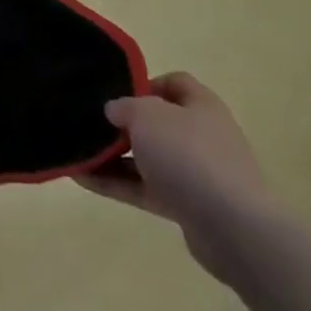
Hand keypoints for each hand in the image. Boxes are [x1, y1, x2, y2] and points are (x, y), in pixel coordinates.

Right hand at [78, 71, 283, 283]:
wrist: (232, 227)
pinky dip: (116, 184)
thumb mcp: (146, 115)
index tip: (116, 93)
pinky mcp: (188, 206)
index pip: (174, 82)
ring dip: (114, 157)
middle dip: (123, 125)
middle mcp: (202, 136)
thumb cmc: (188, 155)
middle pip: (158, 123)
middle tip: (92, 125)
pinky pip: (145, 188)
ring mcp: (197, 173)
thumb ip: (124, 106)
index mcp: (201, 106)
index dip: (144, 83)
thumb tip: (115, 111)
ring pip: (148, 158)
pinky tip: (83, 179)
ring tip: (78, 154)